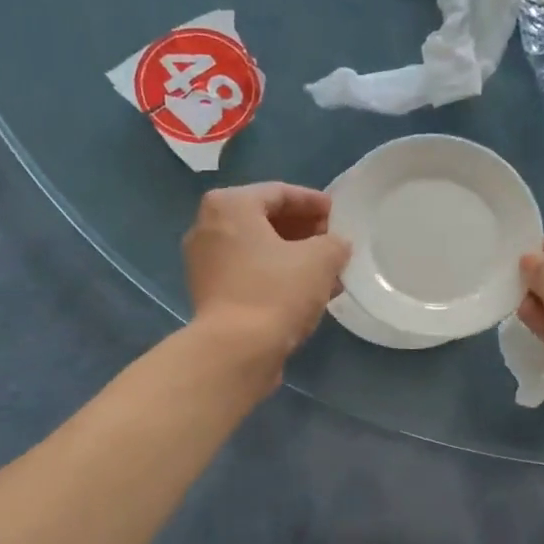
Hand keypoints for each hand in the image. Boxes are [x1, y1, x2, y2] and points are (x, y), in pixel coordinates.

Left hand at [184, 183, 350, 368]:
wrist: (236, 351)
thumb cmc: (276, 292)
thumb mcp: (320, 260)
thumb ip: (334, 244)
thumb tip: (336, 246)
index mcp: (230, 205)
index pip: (280, 193)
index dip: (314, 203)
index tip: (339, 215)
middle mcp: (208, 227)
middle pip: (265, 221)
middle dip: (304, 233)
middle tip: (333, 244)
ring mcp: (205, 264)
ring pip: (259, 252)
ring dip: (294, 259)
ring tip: (328, 273)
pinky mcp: (210, 296)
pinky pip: (250, 276)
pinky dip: (277, 279)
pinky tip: (306, 294)